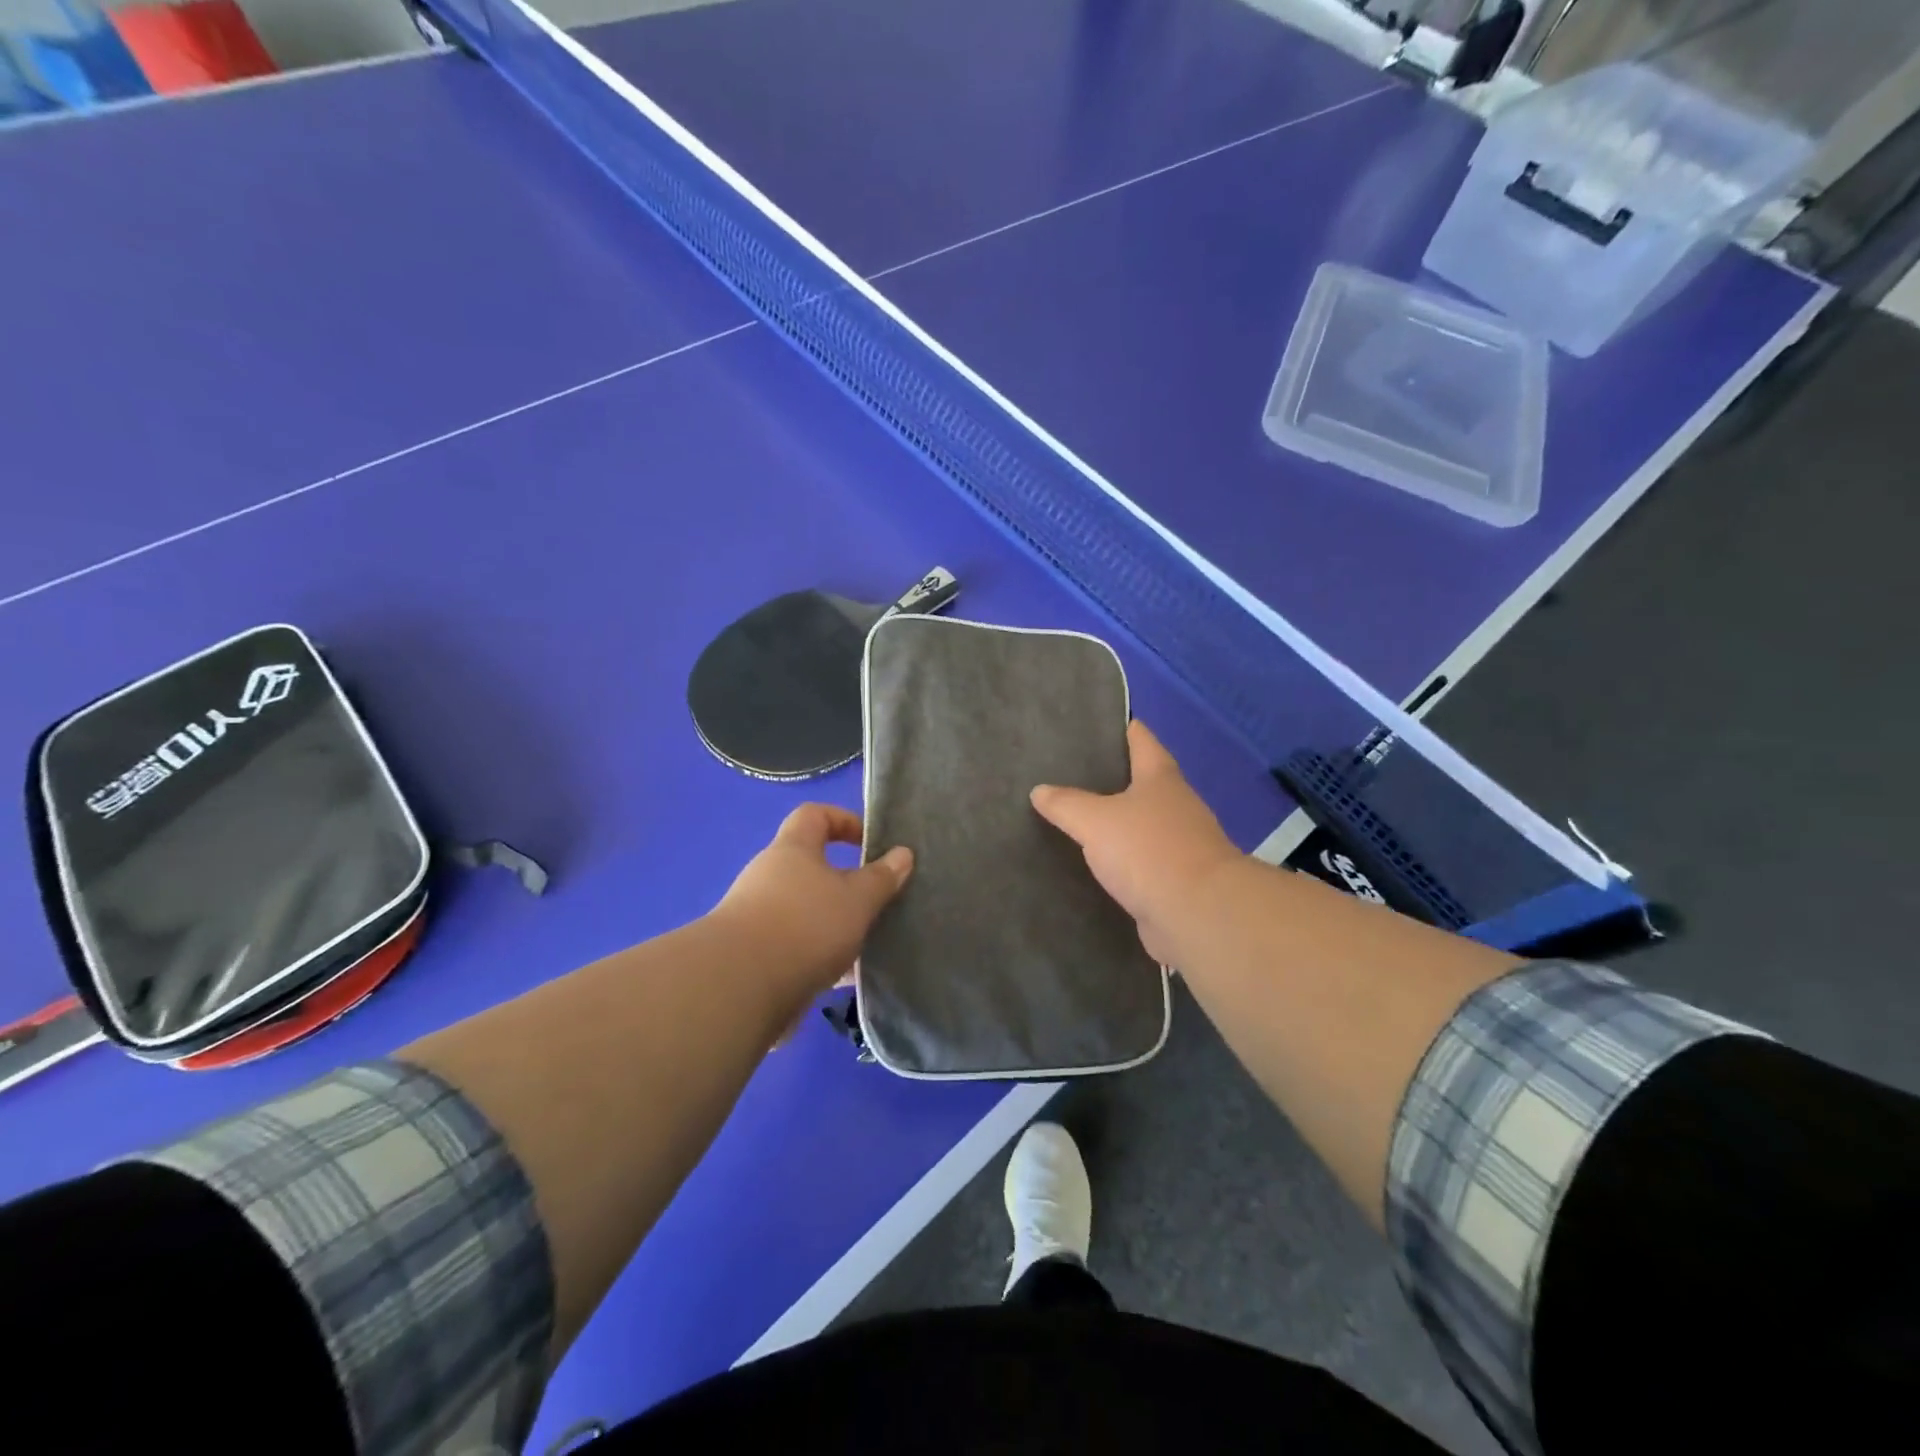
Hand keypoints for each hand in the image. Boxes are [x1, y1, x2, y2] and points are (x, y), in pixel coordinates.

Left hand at [710, 804, 912, 999]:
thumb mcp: (857, 898)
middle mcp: (770, 877)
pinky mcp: (756, 956)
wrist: (741, 987)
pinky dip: (822, 958)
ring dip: (836, 924)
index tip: (871, 842)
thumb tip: (903, 854)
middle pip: (811, 867)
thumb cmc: (806, 924)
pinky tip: (847, 979)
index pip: (814, 815)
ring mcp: (759, 917)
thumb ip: (882, 877)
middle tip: (877, 900)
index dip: (844, 820)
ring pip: (808, 912)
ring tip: (869, 943)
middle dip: (846, 883)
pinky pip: (798, 948)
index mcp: (793, 850)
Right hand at [1030, 720, 1240, 963]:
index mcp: (1161, 779)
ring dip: (1119, 822)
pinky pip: (1143, 861)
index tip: (1099, 722)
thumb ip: (1066, 804)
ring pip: (1143, 823)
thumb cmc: (1148, 850)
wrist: (1197, 913)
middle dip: (1115, 777)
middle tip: (1073, 773)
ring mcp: (1181, 844)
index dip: (1123, 728)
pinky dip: (1123, 859)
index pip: (1142, 740)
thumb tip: (1039, 790)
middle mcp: (1177, 805)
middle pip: (1145, 781)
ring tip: (1080, 818)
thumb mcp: (1095, 821)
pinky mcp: (1176, 880)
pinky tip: (1097, 863)